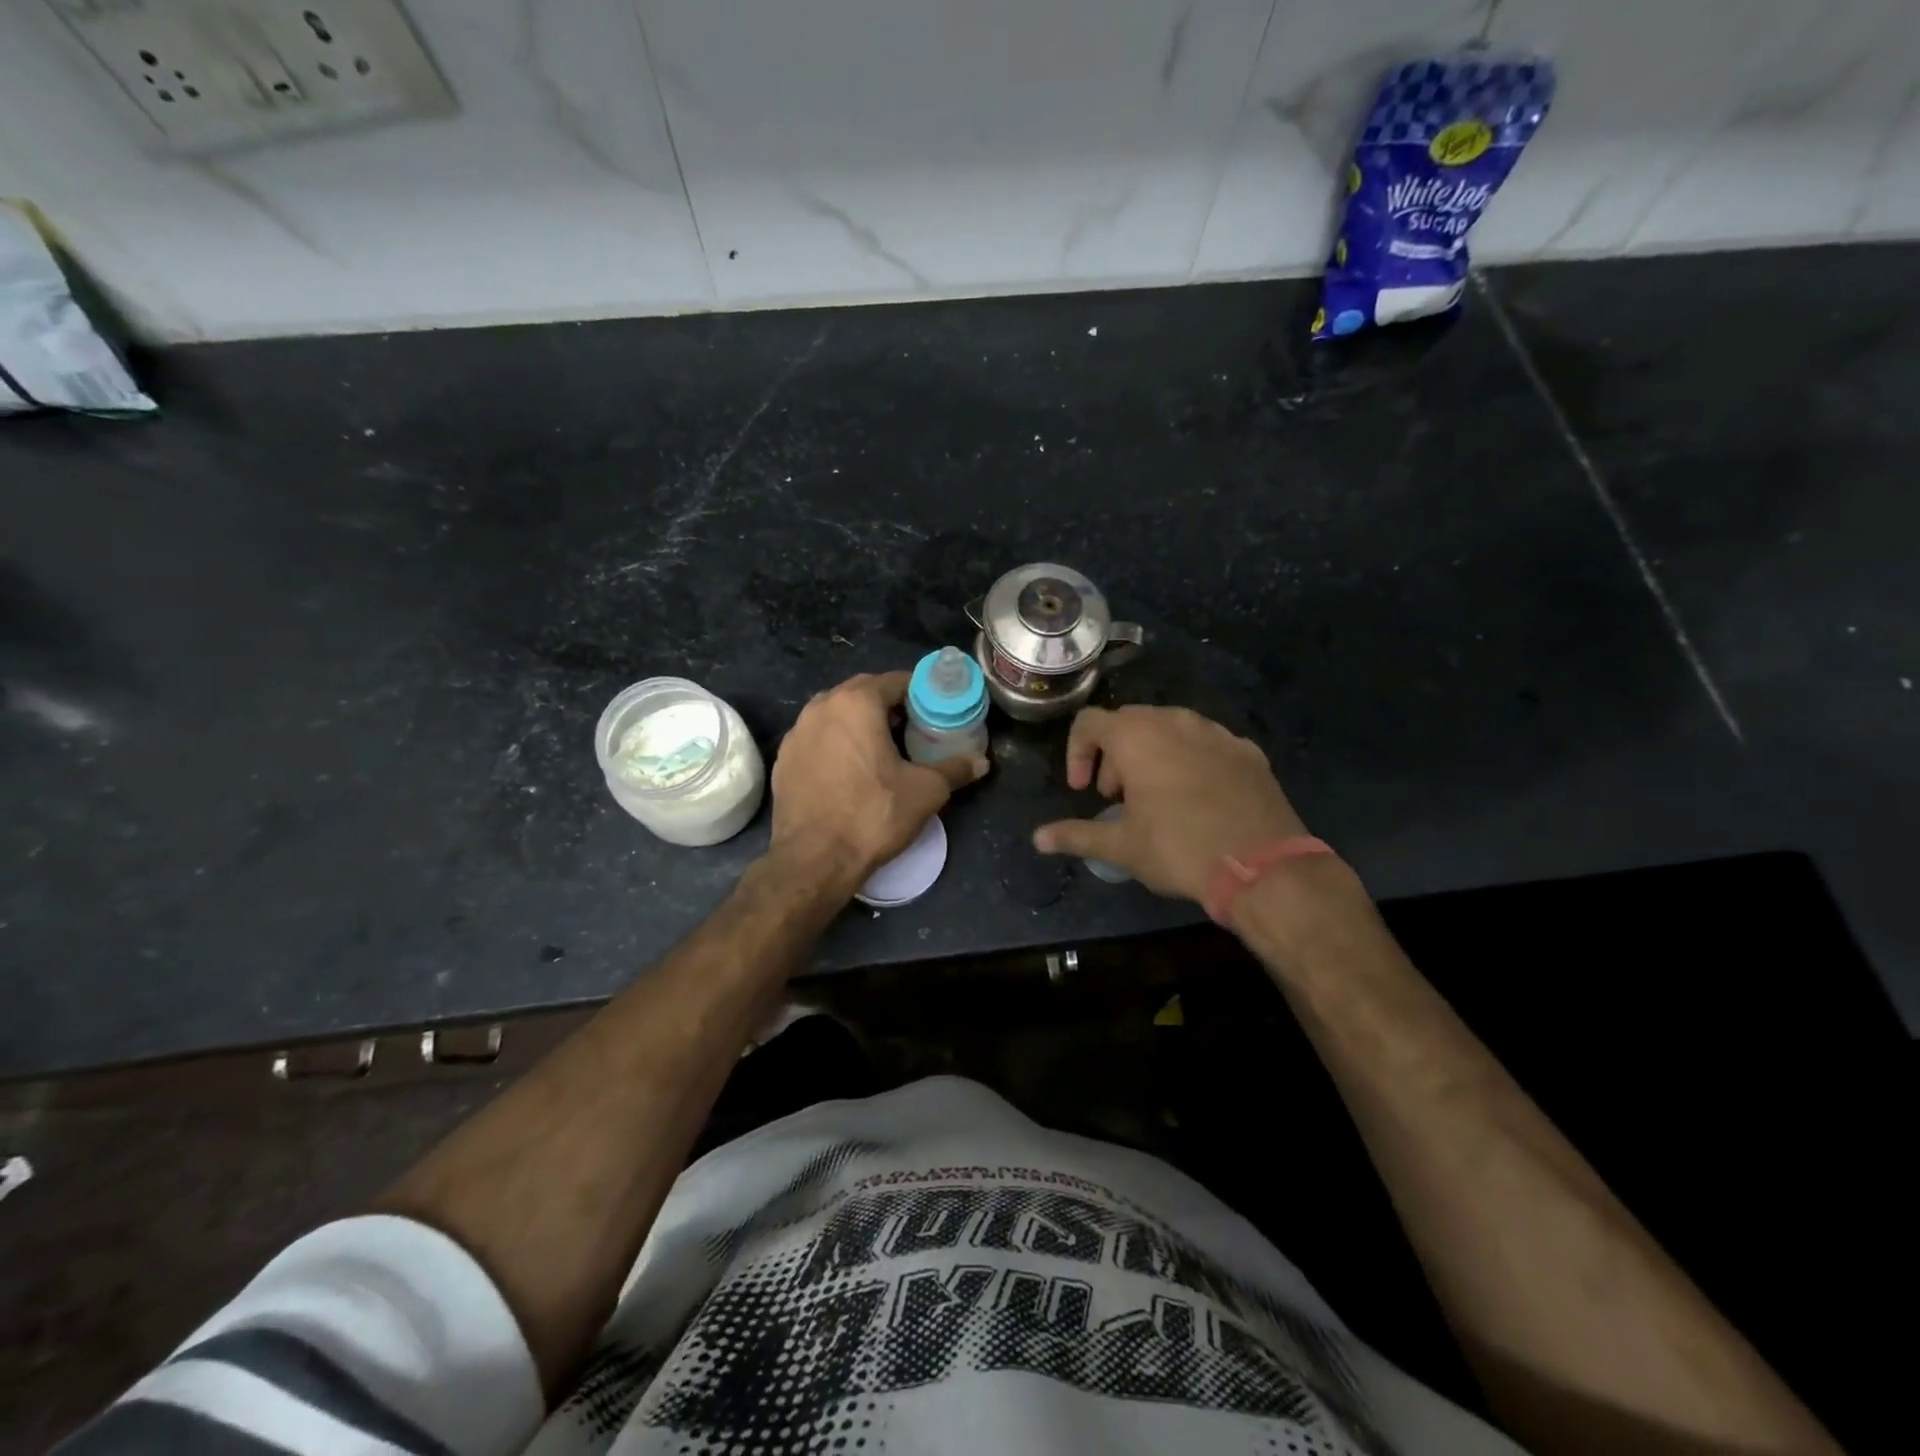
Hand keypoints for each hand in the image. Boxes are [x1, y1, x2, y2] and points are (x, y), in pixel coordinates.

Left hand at [770, 670, 987, 889]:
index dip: (919, 693)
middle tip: (912, 728)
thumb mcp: (926, 791)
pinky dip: (836, 745)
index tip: (935, 711)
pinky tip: (850, 771)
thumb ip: (955, 769)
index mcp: (856, 702)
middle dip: (888, 705)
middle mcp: (821, 707)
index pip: (895, 681)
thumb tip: (981, 763)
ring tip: (882, 749)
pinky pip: (817, 739)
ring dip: (859, 723)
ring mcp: (797, 733)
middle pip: (862, 693)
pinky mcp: (783, 760)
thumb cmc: (874, 814)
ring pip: (836, 715)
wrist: (814, 859)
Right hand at [1032, 705, 1306, 902]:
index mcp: (1136, 736)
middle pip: (1129, 723)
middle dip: (1114, 757)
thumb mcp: (1121, 846)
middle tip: (1118, 798)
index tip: (1084, 790)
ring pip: (1169, 729)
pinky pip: (1205, 744)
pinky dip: (1189, 761)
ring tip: (1156, 799)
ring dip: (1151, 756)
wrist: (1263, 865)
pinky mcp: (1246, 749)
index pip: (1089, 723)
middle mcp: (1174, 720)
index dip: (1077, 753)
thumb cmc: (1179, 848)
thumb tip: (1038, 839)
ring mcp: (1216, 732)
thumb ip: (1076, 835)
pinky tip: (1198, 799)